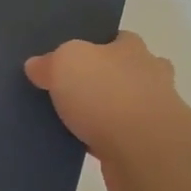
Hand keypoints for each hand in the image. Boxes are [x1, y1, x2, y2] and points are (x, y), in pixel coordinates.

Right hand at [25, 32, 182, 190]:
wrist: (144, 151)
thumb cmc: (107, 94)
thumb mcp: (65, 64)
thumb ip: (49, 62)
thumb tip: (36, 65)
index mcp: (133, 49)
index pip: (118, 39)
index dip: (97, 46)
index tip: (73, 58)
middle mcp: (150, 76)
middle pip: (125, 72)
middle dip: (104, 80)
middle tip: (69, 90)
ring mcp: (153, 114)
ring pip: (124, 107)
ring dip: (104, 114)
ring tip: (69, 121)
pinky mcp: (148, 148)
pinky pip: (120, 139)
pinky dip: (104, 142)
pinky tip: (80, 147)